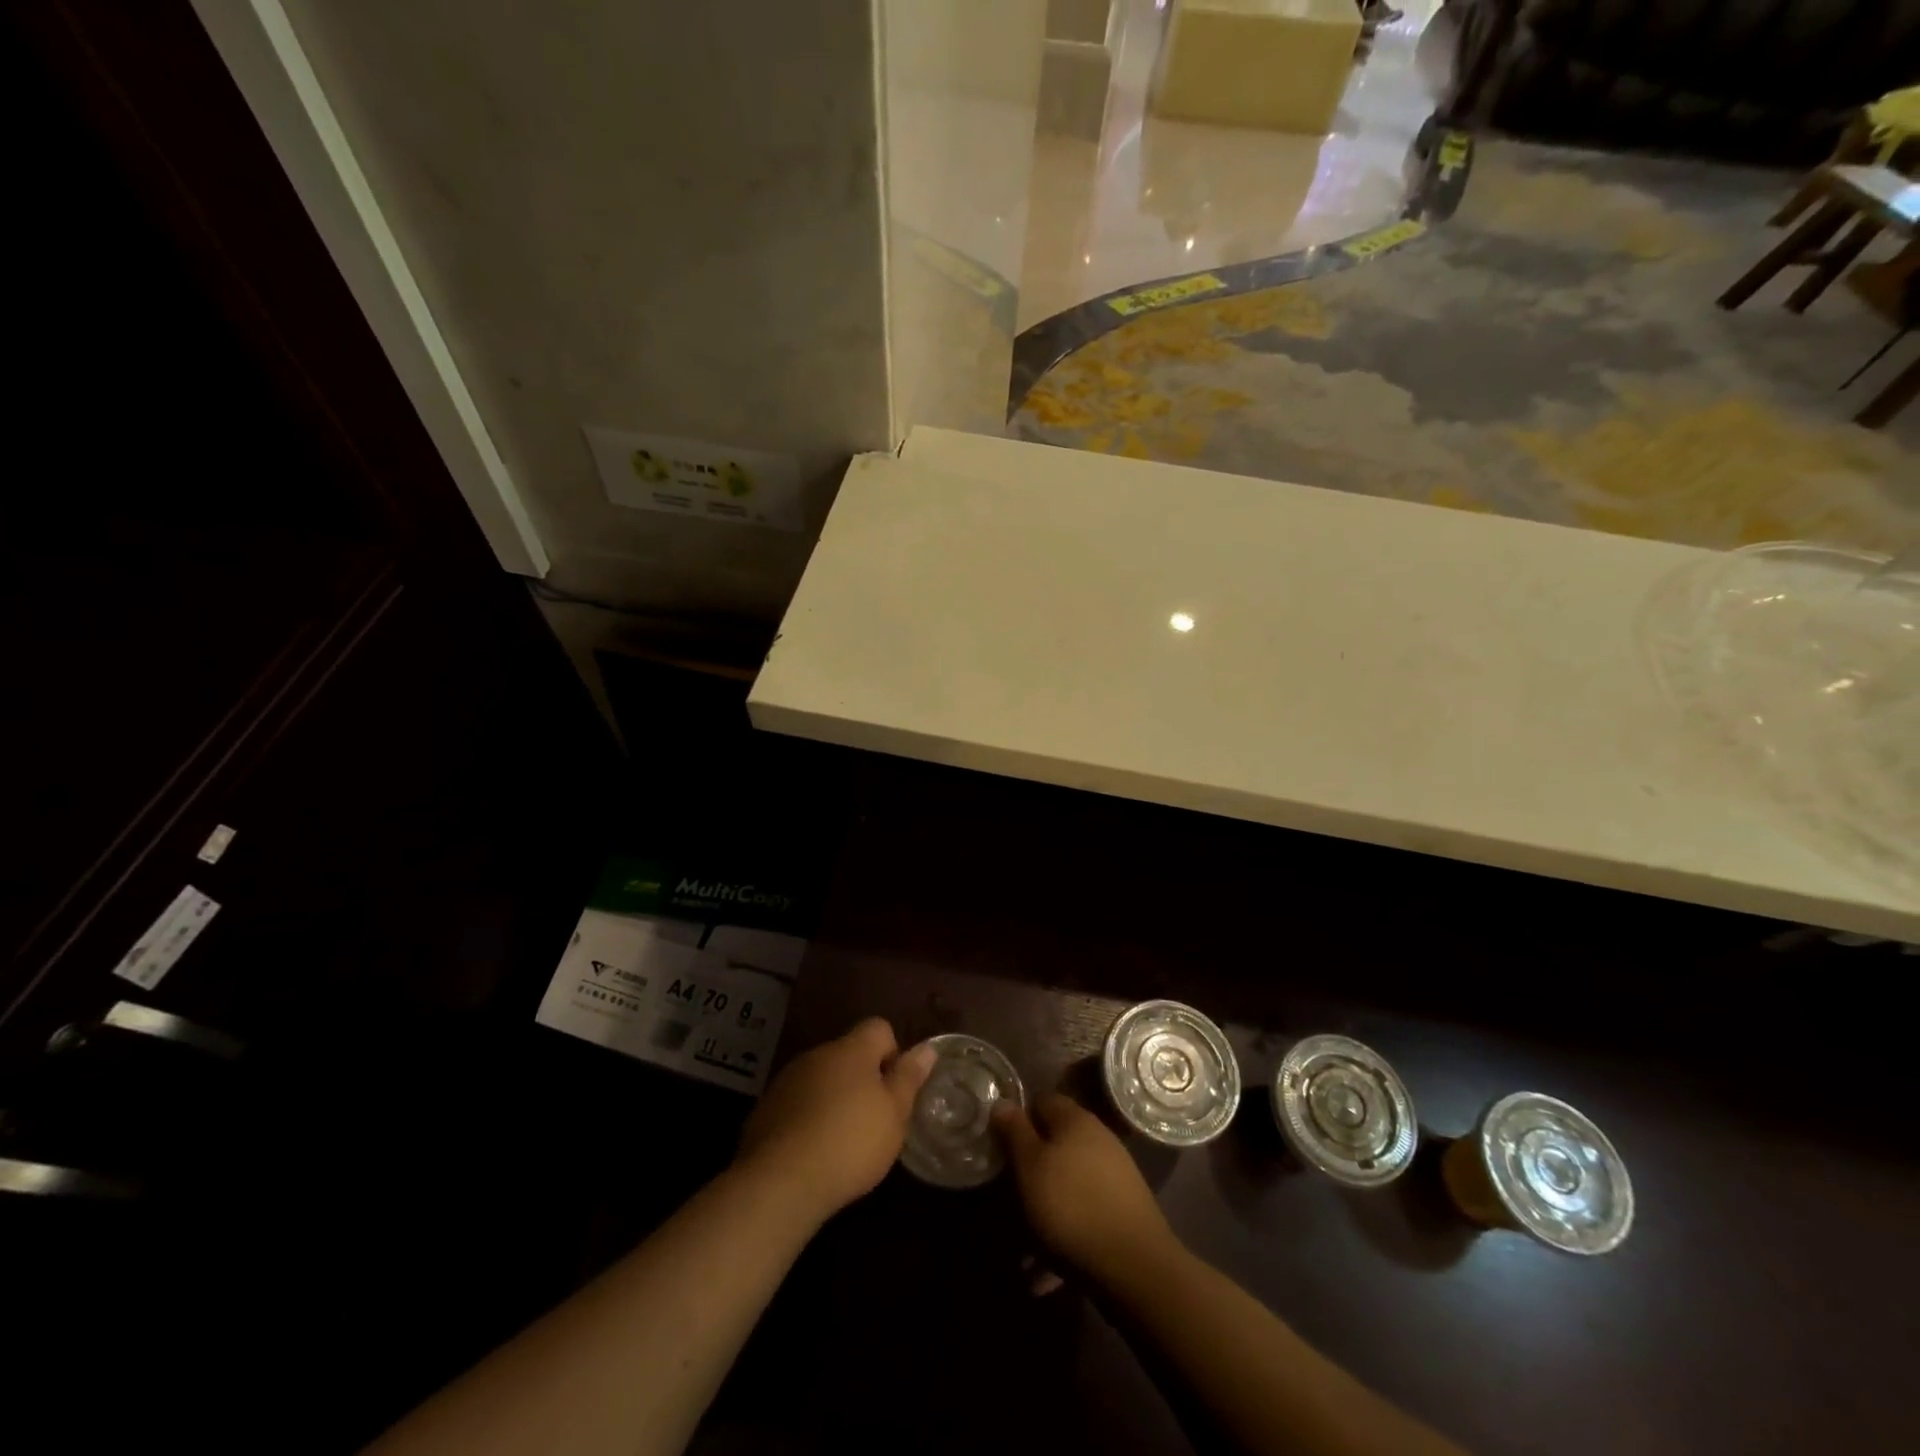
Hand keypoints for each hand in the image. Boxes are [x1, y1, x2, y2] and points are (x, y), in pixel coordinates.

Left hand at [736, 1018, 935, 1225]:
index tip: (893, 1090)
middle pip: (848, 1054)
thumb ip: (909, 1078)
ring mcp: (787, 1080)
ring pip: (820, 1078)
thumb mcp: (894, 1114)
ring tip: (840, 1141)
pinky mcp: (765, 1109)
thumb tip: (927, 1048)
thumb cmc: (850, 1142)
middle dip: (862, 1080)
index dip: (892, 1053)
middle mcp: (817, 1054)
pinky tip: (811, 1152)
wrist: (780, 1181)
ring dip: (833, 1098)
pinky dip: (807, 1118)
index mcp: (851, 1050)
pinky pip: (796, 1103)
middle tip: (872, 1120)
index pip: (878, 1028)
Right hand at [993, 1094, 1178, 1285]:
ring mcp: (1114, 1177)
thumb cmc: (1071, 1205)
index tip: (999, 1143)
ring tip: (1022, 1254)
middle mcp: (1098, 1140)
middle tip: (1007, 1200)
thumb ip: (1015, 1132)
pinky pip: (1082, 1218)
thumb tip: (1002, 1102)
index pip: (1042, 1101)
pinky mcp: (1122, 1213)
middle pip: (1055, 1146)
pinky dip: (1062, 1238)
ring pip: (1067, 1187)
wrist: (1135, 1266)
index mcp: (1075, 1120)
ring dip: (1043, 1214)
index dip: (1019, 1118)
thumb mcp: (1030, 1166)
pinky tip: (1044, 1277)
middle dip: (1030, 1173)